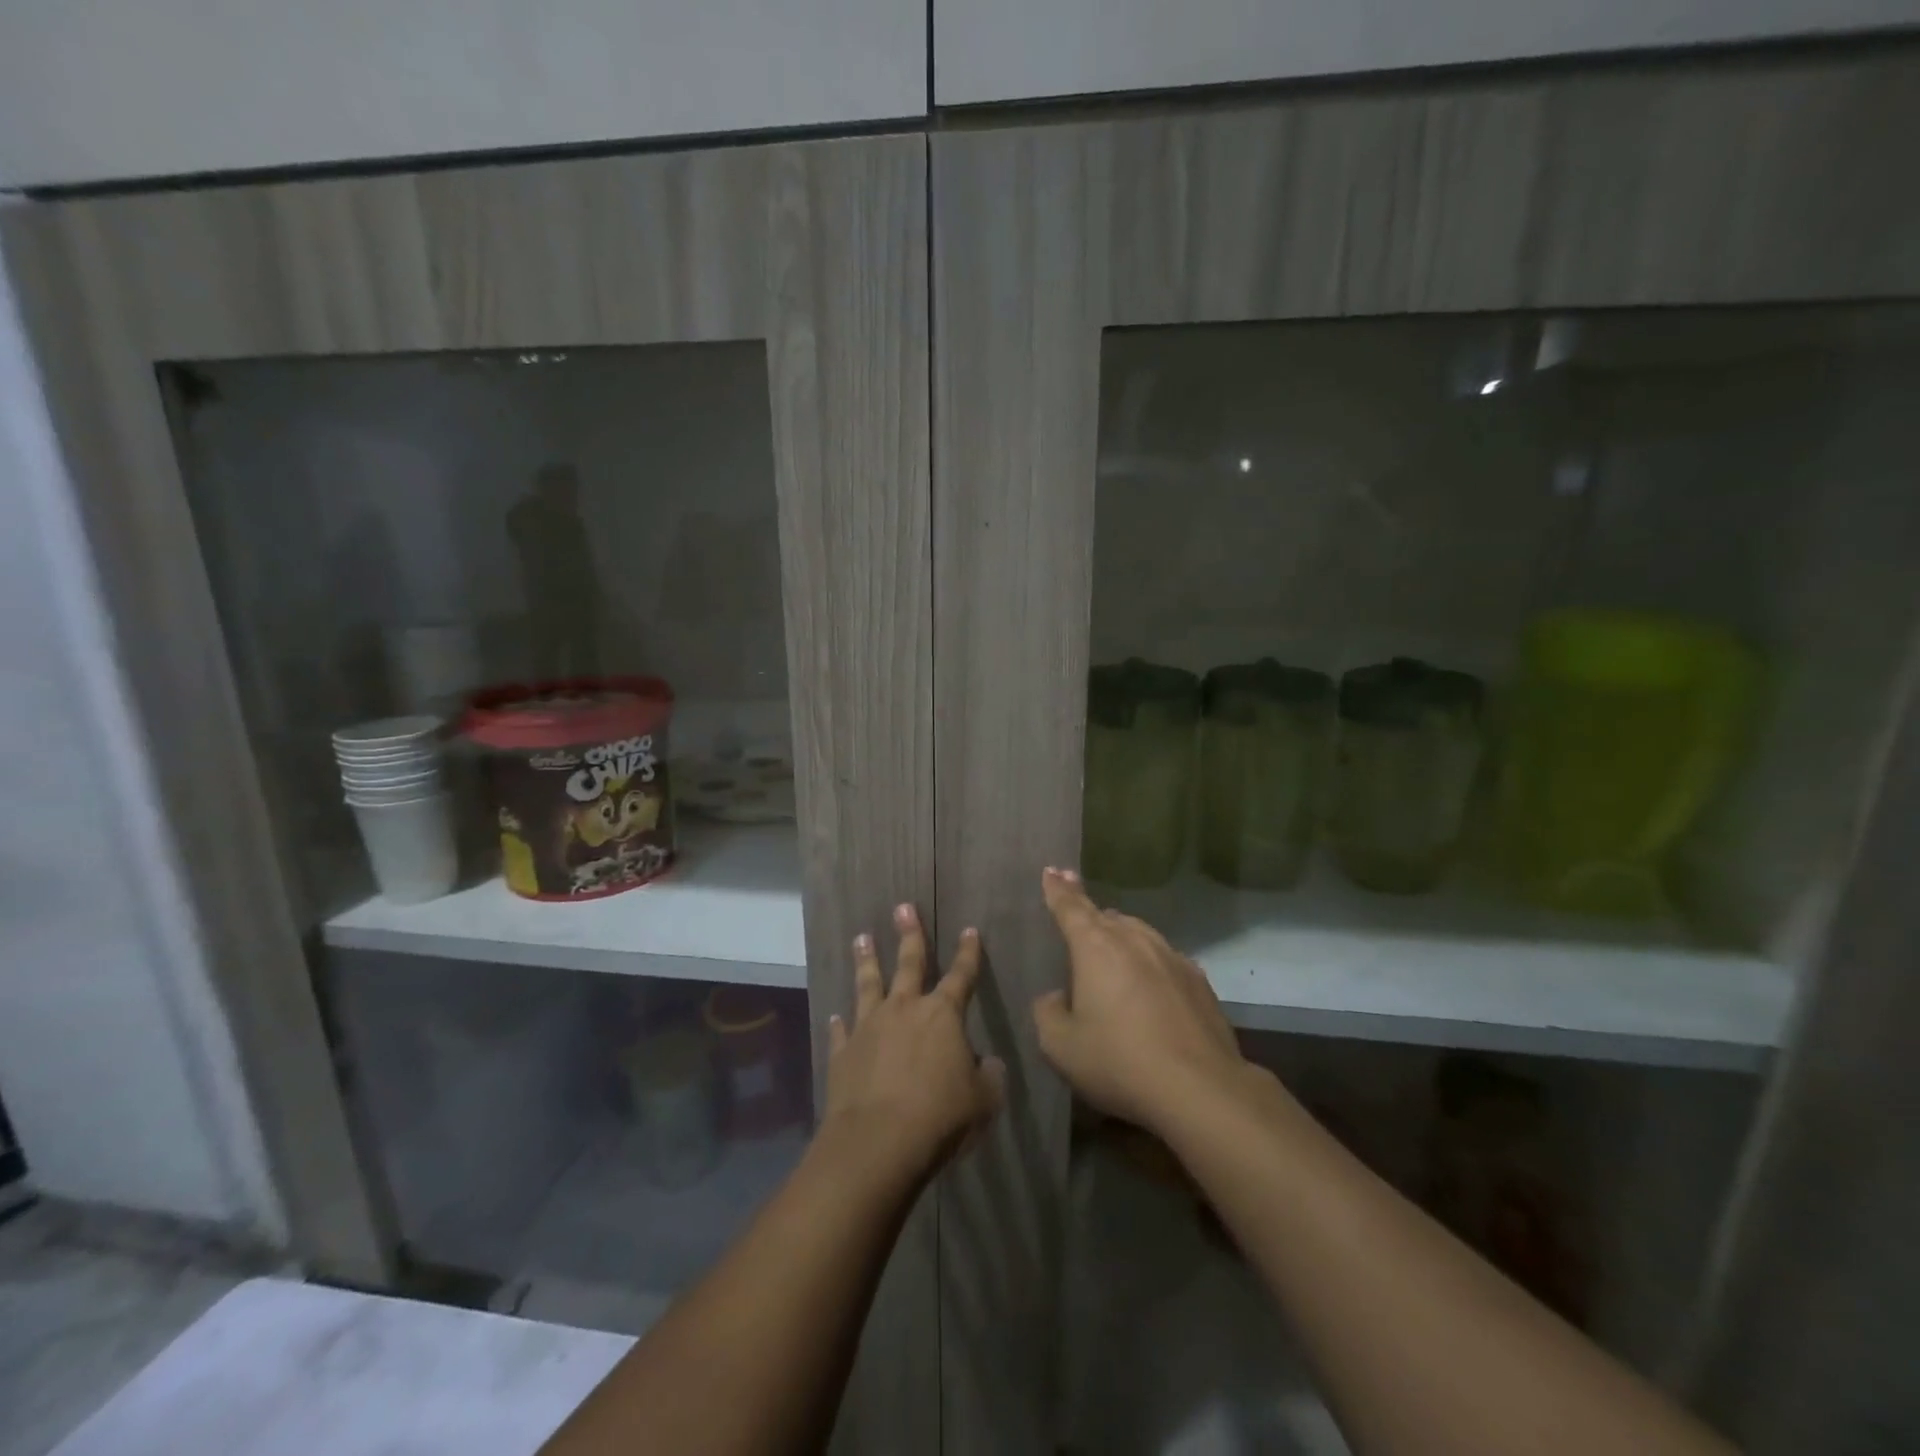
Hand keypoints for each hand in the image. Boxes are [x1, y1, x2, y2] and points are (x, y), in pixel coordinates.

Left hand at [823, 904, 1004, 1185]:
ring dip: (866, 960)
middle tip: (903, 907)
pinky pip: (842, 1030)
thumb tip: (990, 1064)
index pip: (961, 975)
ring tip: (861, 937)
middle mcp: (904, 1009)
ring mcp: (869, 1027)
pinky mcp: (843, 1052)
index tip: (969, 930)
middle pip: (908, 963)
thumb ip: (990, 1077)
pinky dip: (840, 1022)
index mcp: (943, 1015)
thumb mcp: (983, 1101)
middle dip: (909, 934)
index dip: (968, 953)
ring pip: (868, 984)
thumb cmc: (940, 1117)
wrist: (877, 1143)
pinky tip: (836, 1015)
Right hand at [1032, 868, 1248, 1132]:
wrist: (1200, 1088)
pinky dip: (1149, 962)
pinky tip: (1150, 983)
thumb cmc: (1119, 1062)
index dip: (1058, 889)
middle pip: (1106, 917)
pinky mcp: (1198, 981)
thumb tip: (1056, 998)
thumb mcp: (1060, 1046)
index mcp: (1095, 946)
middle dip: (1088, 912)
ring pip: (1138, 933)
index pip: (1070, 907)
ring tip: (1110, 949)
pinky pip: (1164, 958)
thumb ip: (1047, 1013)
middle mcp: (1134, 940)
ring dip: (1120, 935)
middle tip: (1076, 912)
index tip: (1052, 870)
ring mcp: (1171, 957)